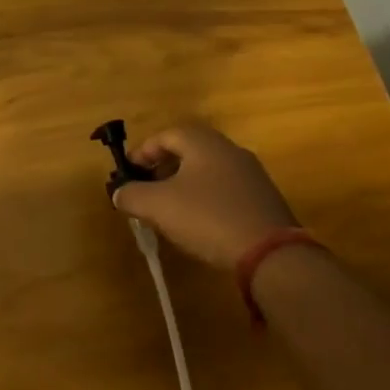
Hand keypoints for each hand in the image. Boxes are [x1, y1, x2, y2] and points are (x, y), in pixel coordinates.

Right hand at [112, 123, 296, 269]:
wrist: (271, 254)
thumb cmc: (208, 218)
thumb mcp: (158, 206)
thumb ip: (131, 195)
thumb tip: (119, 192)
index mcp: (204, 143)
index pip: (166, 135)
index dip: (142, 152)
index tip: (128, 173)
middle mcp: (230, 150)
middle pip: (188, 150)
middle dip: (162, 168)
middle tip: (146, 189)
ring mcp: (251, 175)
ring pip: (207, 171)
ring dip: (183, 184)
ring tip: (168, 209)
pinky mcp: (262, 200)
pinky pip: (224, 190)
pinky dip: (204, 199)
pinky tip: (197, 223)